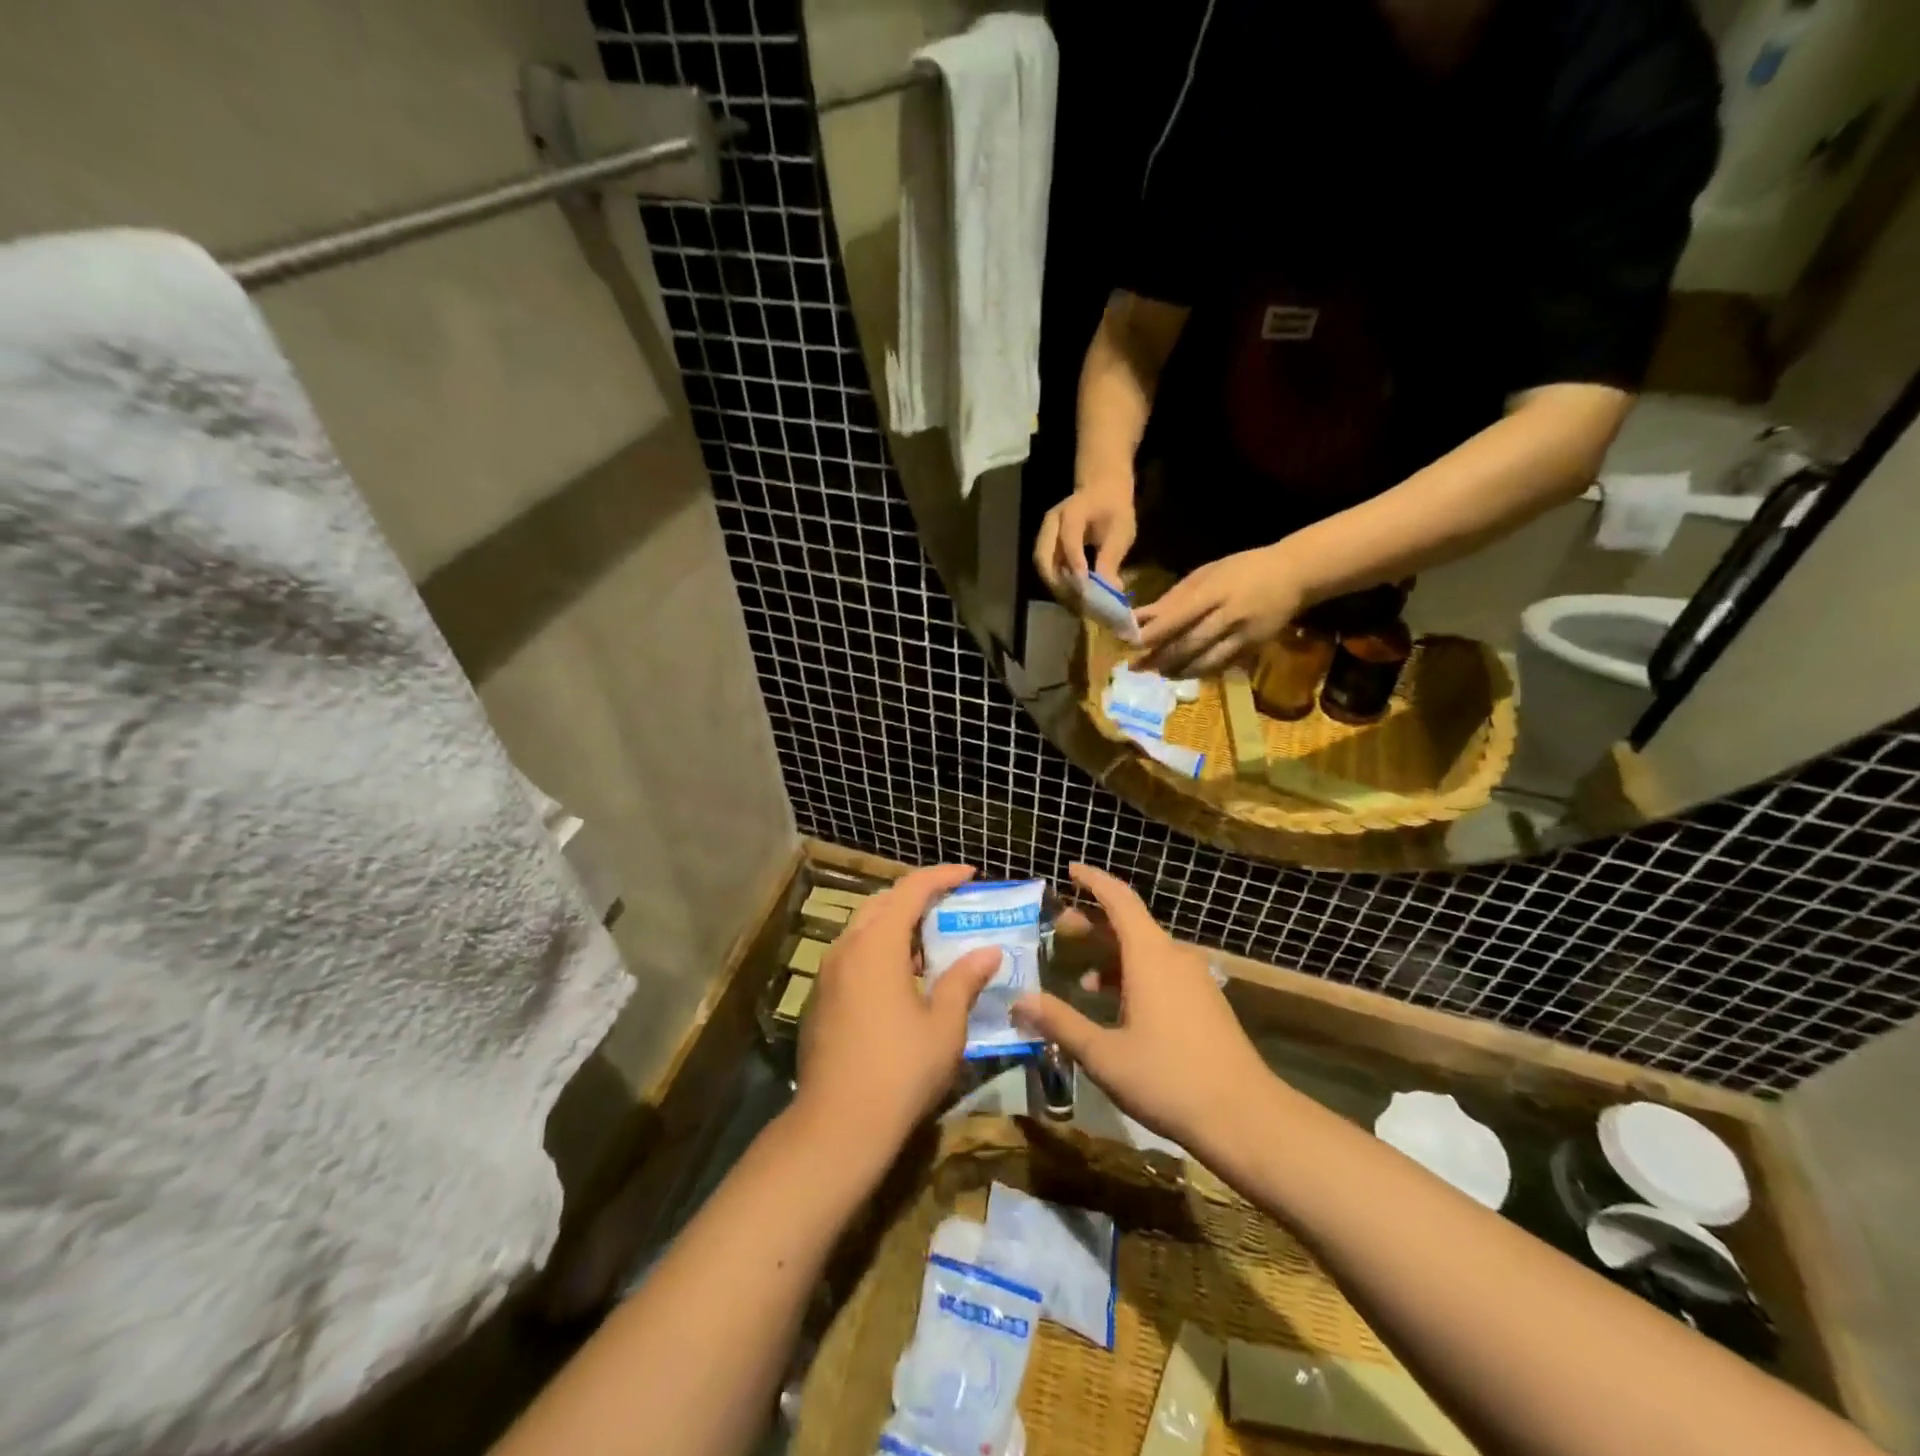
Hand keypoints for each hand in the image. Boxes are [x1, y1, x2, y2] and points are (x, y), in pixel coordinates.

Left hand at [794, 864, 1001, 1152]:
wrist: (837, 1127)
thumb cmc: (900, 1069)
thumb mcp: (945, 1024)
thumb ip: (965, 980)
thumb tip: (988, 951)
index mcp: (877, 944)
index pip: (910, 890)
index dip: (941, 877)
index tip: (969, 874)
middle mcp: (846, 949)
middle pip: (881, 904)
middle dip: (916, 898)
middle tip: (949, 906)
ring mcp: (827, 975)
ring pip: (863, 931)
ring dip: (896, 927)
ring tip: (930, 944)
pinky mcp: (819, 1001)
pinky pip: (852, 958)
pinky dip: (879, 953)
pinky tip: (901, 983)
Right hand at [1010, 864, 1272, 1157]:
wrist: (1246, 1117)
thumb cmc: (1168, 1078)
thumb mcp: (1104, 1054)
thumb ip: (1060, 1023)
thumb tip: (1019, 1000)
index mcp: (1151, 955)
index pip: (1119, 899)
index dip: (1094, 881)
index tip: (1070, 870)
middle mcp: (1175, 957)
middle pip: (1131, 923)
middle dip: (1094, 922)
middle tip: (1060, 928)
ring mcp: (1195, 979)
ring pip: (1147, 951)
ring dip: (1113, 955)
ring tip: (1082, 978)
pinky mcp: (1206, 1002)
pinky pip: (1163, 972)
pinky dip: (1134, 975)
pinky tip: (1119, 1009)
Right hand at [1034, 480, 1136, 599]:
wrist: (1102, 491)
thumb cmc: (1114, 509)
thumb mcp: (1121, 530)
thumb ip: (1112, 558)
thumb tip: (1111, 589)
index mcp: (1072, 511)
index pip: (1068, 539)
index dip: (1075, 563)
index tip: (1085, 587)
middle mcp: (1051, 524)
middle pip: (1043, 557)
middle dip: (1057, 582)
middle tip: (1076, 601)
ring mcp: (1045, 535)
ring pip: (1042, 566)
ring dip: (1056, 586)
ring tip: (1074, 603)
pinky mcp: (1046, 547)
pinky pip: (1047, 568)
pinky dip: (1058, 583)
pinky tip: (1073, 596)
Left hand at [1133, 545, 1305, 676]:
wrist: (1294, 575)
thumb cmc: (1242, 569)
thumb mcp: (1206, 574)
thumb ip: (1173, 598)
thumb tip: (1138, 617)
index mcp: (1215, 590)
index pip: (1178, 616)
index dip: (1153, 633)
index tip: (1130, 643)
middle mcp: (1229, 615)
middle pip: (1188, 643)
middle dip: (1159, 658)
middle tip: (1136, 666)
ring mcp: (1244, 635)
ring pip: (1204, 661)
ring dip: (1176, 670)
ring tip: (1157, 672)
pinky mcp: (1253, 649)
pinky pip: (1220, 666)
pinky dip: (1198, 671)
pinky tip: (1182, 672)